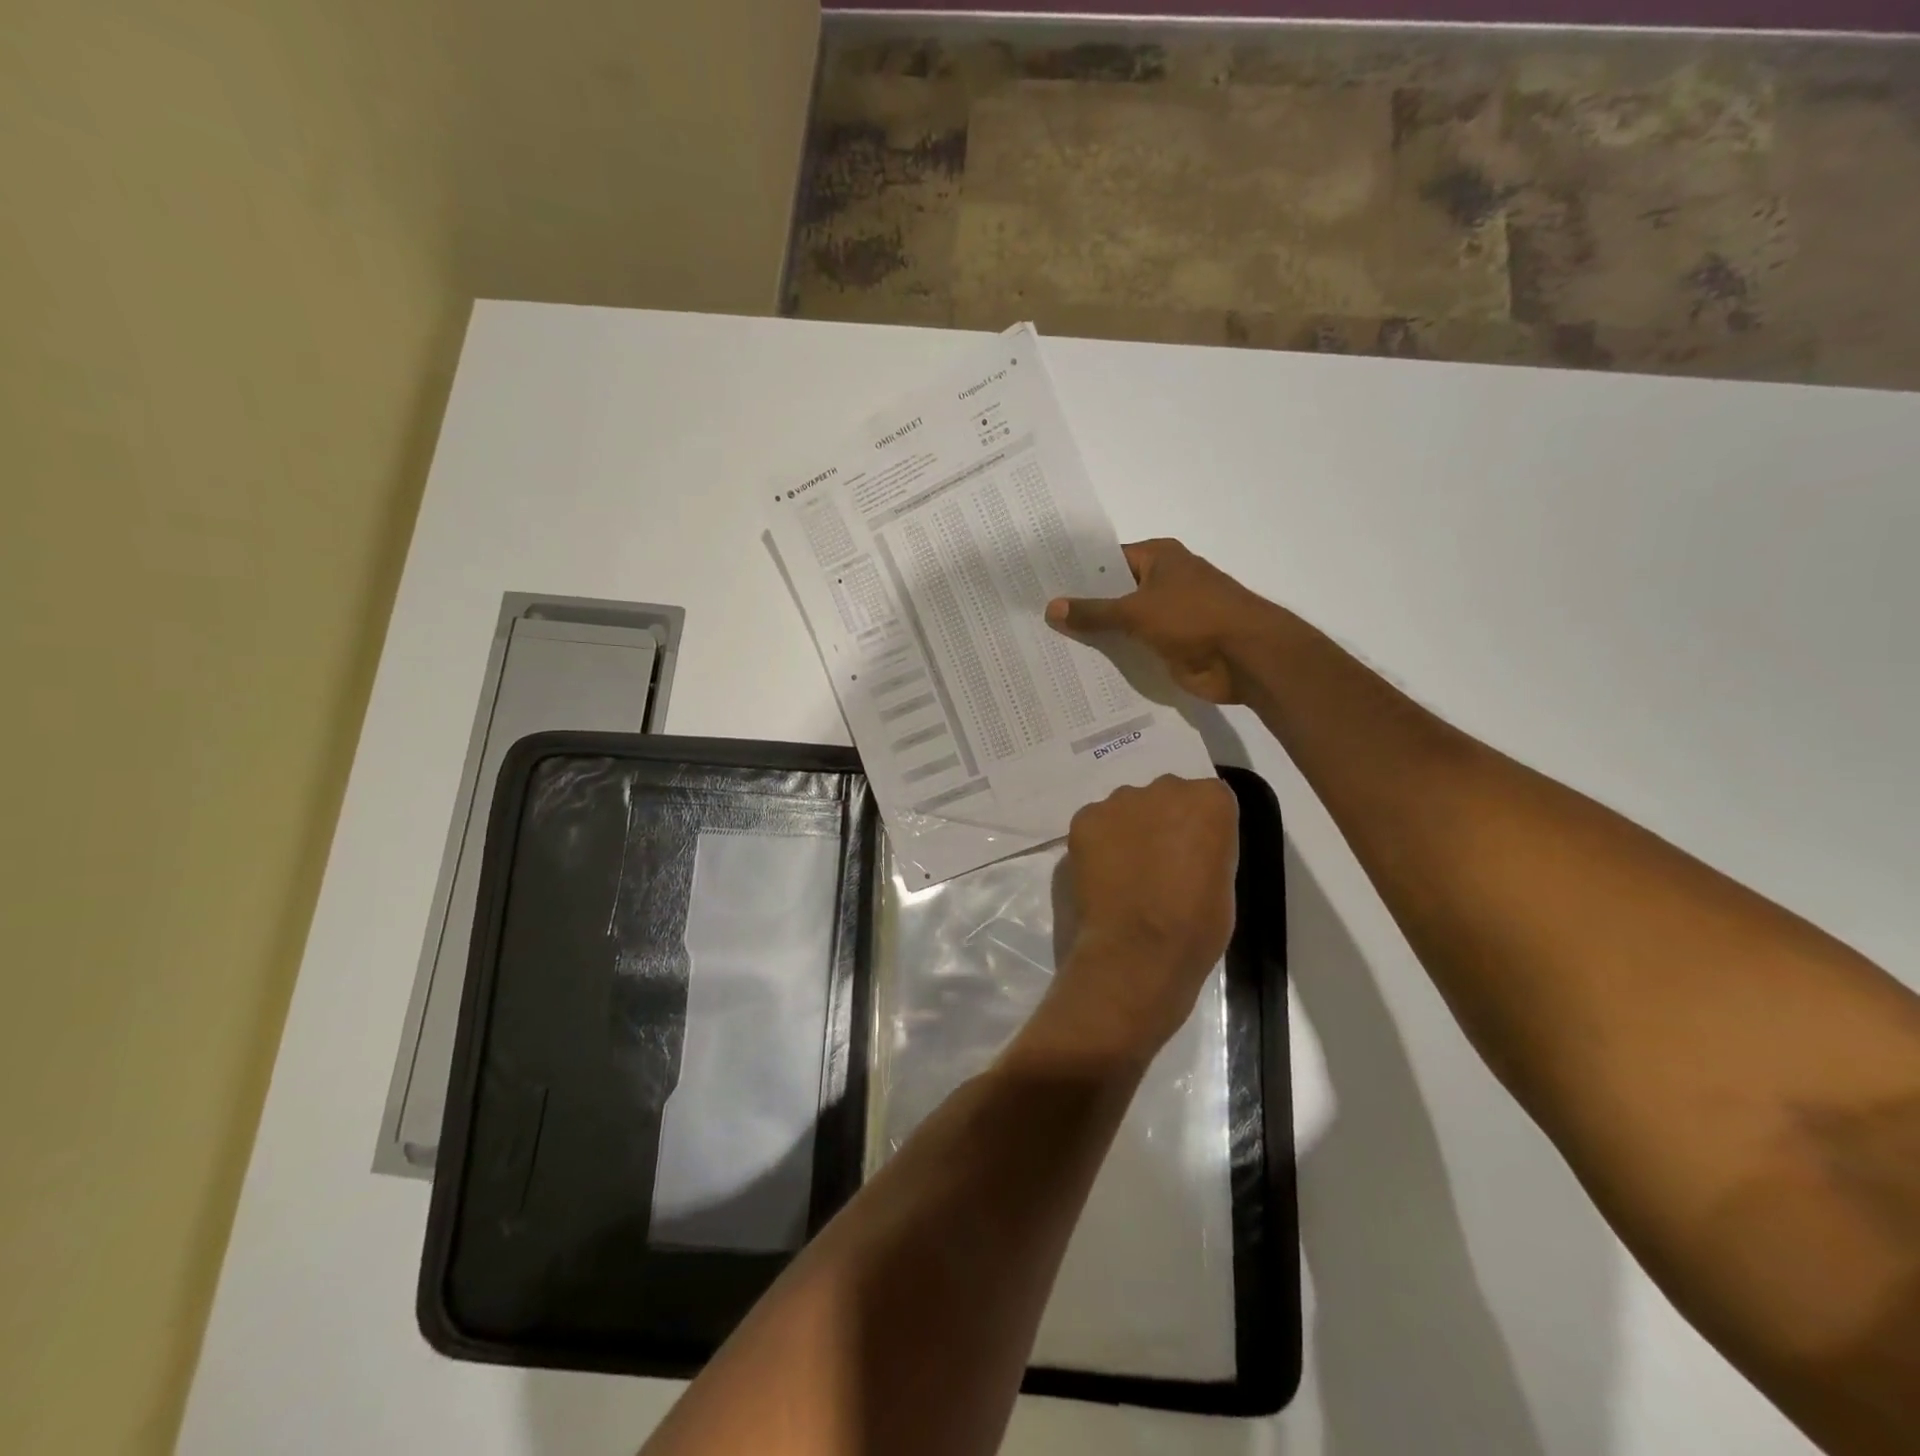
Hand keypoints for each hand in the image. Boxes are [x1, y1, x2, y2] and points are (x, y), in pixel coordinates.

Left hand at [1041, 775, 1239, 1064]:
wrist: (1138, 952)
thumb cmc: (1195, 926)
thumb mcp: (1223, 881)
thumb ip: (1206, 848)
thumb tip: (1185, 848)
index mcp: (1210, 801)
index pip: (1208, 800)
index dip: (1199, 830)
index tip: (1193, 857)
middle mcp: (1165, 788)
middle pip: (1165, 797)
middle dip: (1162, 822)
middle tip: (1157, 864)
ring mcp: (1120, 801)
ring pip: (1127, 808)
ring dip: (1128, 830)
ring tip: (1125, 873)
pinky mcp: (1084, 819)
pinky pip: (1095, 824)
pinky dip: (1097, 843)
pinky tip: (1101, 875)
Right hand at [1045, 539, 1283, 704]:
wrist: (1246, 657)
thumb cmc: (1193, 618)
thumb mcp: (1136, 611)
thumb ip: (1093, 612)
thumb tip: (1051, 608)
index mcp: (1158, 558)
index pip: (1106, 561)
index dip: (1076, 573)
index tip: (1040, 585)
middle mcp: (1162, 582)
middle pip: (1112, 593)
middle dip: (1081, 607)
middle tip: (1035, 618)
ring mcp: (1166, 616)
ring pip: (1122, 624)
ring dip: (1096, 635)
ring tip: (1047, 644)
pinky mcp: (1169, 646)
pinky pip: (1133, 649)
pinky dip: (1113, 656)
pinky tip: (1079, 666)